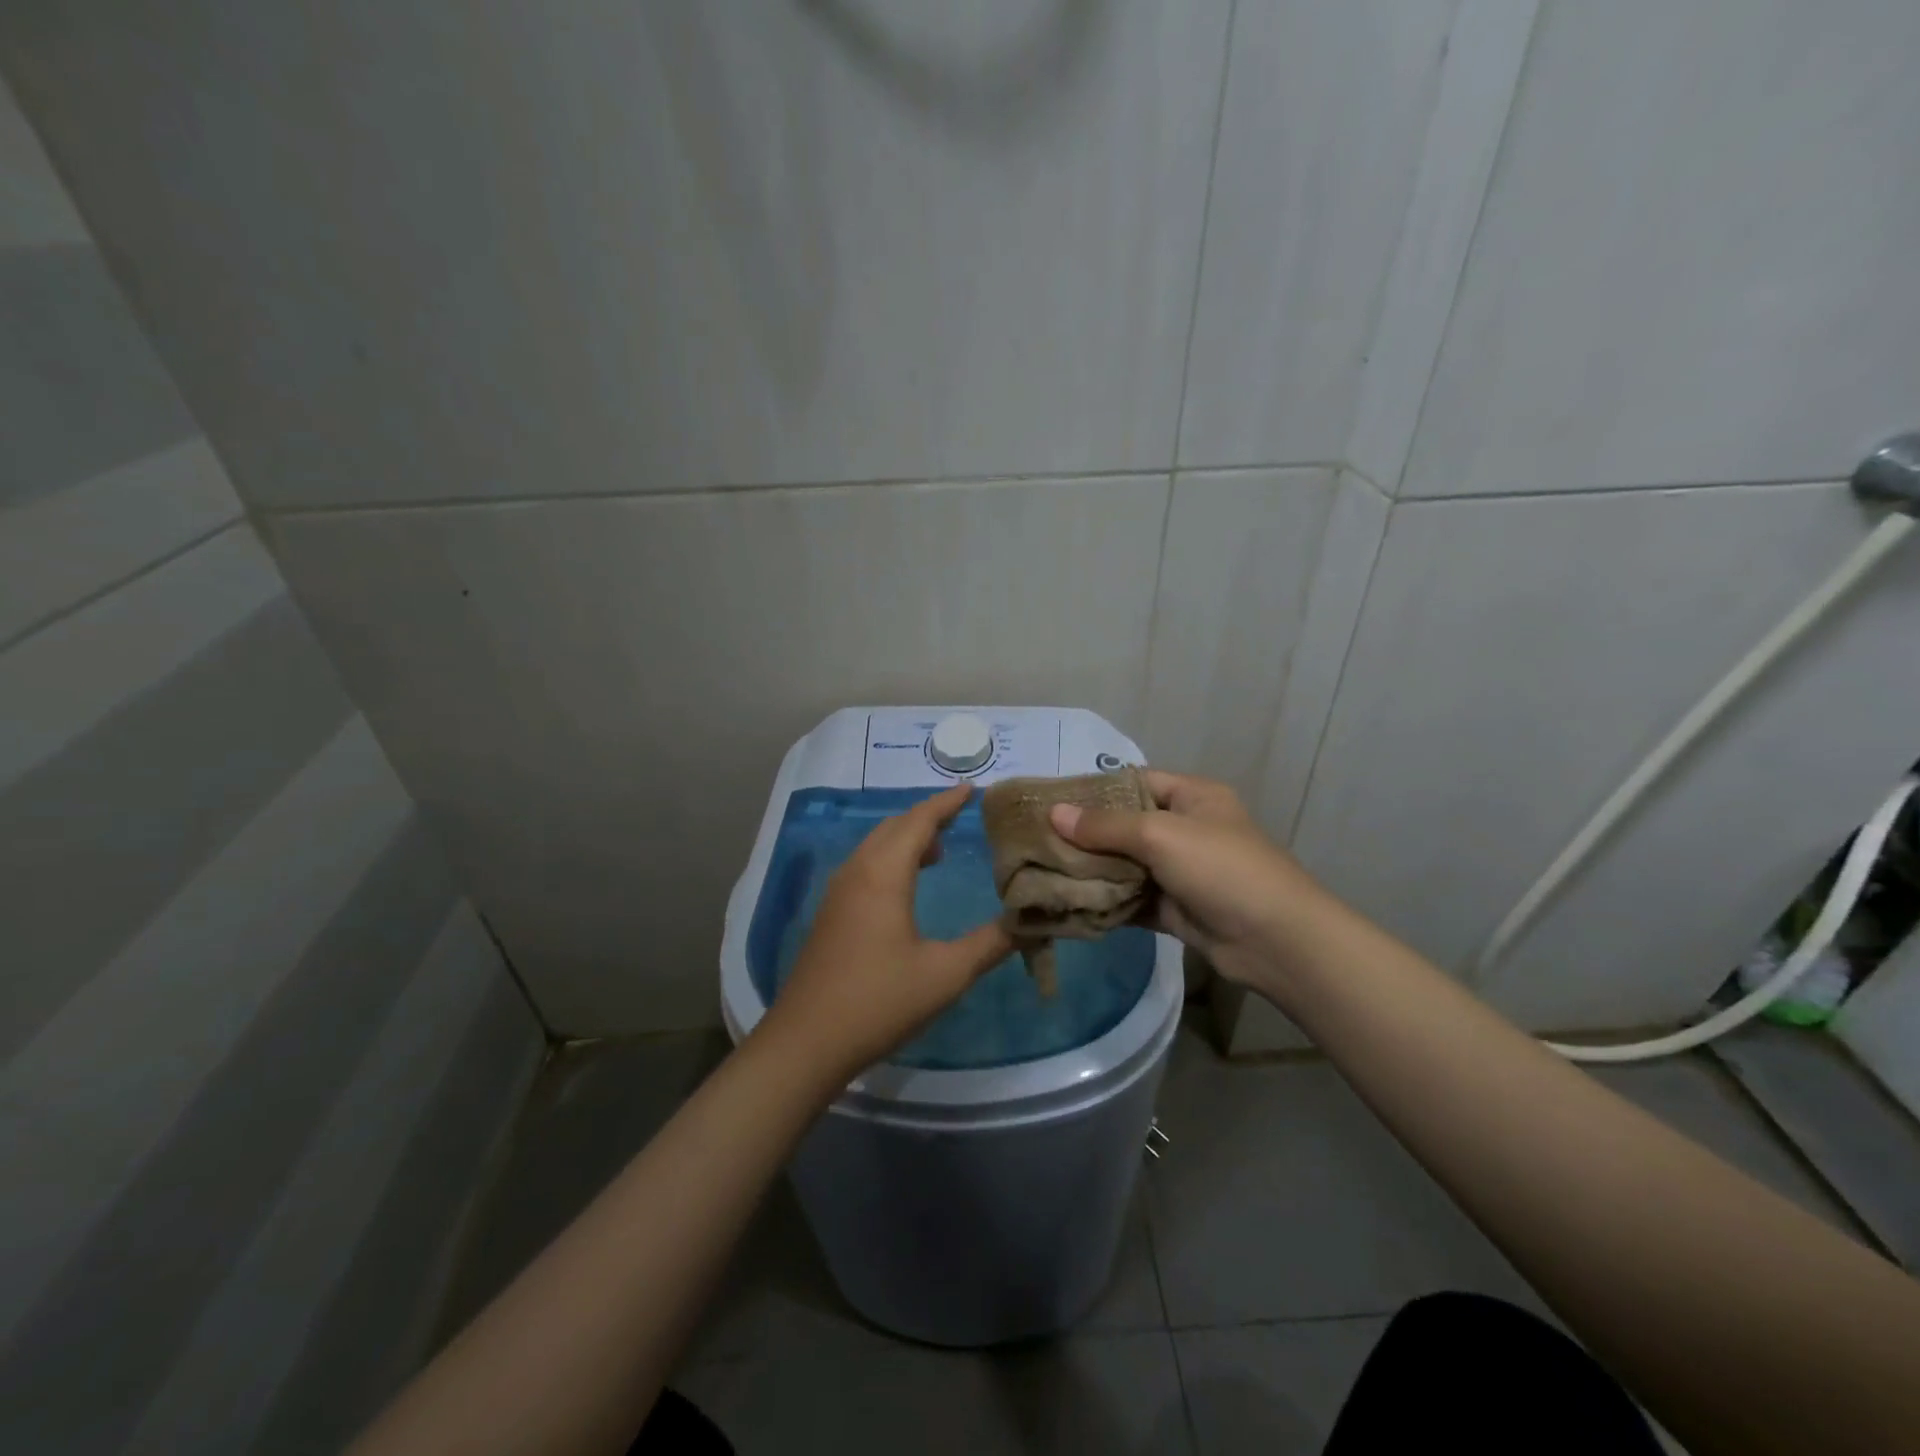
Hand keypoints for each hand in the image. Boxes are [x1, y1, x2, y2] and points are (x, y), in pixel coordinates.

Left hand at [758, 784, 1014, 1084]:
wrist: (807, 1041)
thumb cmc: (879, 1001)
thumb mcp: (945, 974)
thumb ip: (990, 944)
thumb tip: (1029, 921)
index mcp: (883, 874)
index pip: (919, 822)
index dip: (946, 803)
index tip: (972, 789)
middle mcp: (857, 871)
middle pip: (893, 826)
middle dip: (927, 816)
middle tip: (961, 815)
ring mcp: (839, 892)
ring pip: (875, 845)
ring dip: (906, 837)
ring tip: (939, 849)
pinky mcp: (831, 913)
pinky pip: (865, 865)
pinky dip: (890, 857)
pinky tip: (906, 885)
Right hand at [1049, 770, 1320, 985]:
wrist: (1276, 940)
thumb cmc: (1221, 869)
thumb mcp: (1161, 835)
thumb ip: (1105, 826)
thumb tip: (1054, 813)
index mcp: (1192, 797)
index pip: (1135, 782)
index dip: (1095, 790)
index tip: (1052, 801)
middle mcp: (1186, 829)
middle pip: (1126, 825)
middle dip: (1086, 834)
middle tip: (1038, 840)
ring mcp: (1181, 872)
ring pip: (1126, 865)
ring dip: (1093, 871)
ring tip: (1043, 871)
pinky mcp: (1176, 909)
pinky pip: (1133, 899)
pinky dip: (1107, 902)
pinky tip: (1070, 903)